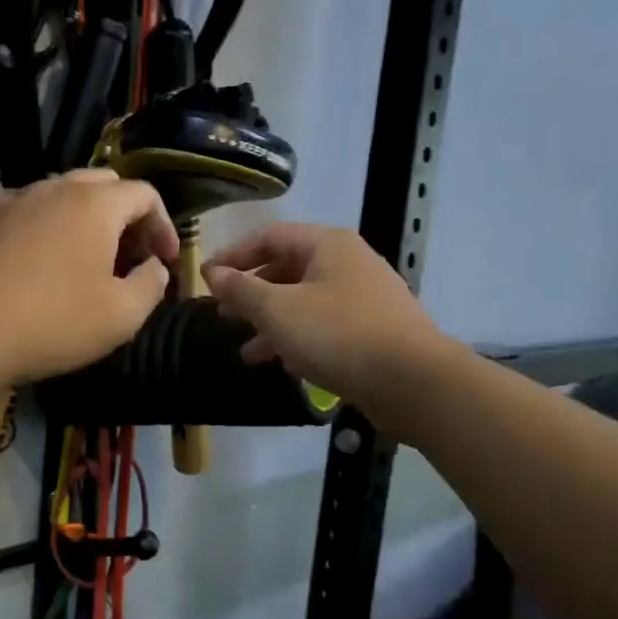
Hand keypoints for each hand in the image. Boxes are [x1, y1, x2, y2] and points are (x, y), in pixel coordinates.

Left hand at [0, 170, 179, 385]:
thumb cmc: (51, 324)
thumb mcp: (121, 316)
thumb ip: (151, 284)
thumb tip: (154, 267)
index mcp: (93, 205)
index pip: (144, 194)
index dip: (165, 225)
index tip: (166, 260)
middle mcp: (52, 189)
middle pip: (104, 185)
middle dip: (127, 217)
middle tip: (132, 256)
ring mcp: (10, 202)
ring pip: (62, 195)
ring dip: (87, 221)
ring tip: (89, 262)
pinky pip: (28, 213)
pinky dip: (49, 230)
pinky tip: (42, 267)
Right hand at [203, 223, 443, 410]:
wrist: (411, 381)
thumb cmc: (338, 335)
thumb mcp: (279, 311)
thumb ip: (242, 291)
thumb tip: (213, 272)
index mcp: (328, 245)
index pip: (269, 237)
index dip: (234, 256)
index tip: (207, 280)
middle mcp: (349, 263)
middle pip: (288, 269)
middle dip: (252, 294)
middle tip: (223, 316)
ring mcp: (366, 297)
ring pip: (306, 302)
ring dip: (273, 324)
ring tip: (247, 353)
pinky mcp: (374, 330)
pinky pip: (326, 326)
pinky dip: (300, 339)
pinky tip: (284, 364)